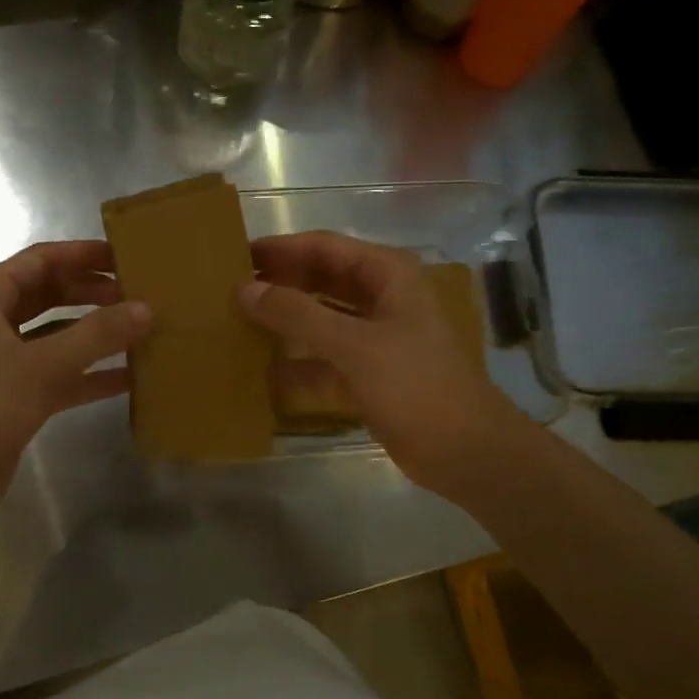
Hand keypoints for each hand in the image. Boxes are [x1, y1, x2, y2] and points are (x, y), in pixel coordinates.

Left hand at [0, 241, 151, 528]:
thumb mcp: (45, 364)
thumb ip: (99, 334)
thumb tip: (147, 308)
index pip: (41, 260)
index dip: (84, 254)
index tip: (126, 256)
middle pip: (50, 294)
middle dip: (93, 293)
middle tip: (140, 294)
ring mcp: (1, 360)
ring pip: (56, 335)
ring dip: (95, 333)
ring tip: (142, 330)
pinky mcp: (13, 396)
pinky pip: (58, 373)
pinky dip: (89, 374)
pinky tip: (130, 378)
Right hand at [242, 231, 529, 502]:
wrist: (467, 452)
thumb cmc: (416, 385)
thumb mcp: (355, 345)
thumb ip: (298, 314)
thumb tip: (246, 289)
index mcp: (388, 276)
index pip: (325, 247)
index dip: (282, 249)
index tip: (238, 256)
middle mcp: (382, 299)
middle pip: (322, 280)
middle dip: (281, 283)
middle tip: (231, 290)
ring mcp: (376, 338)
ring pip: (321, 320)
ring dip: (286, 323)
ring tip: (239, 324)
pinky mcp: (369, 374)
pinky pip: (324, 360)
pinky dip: (298, 365)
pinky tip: (263, 373)